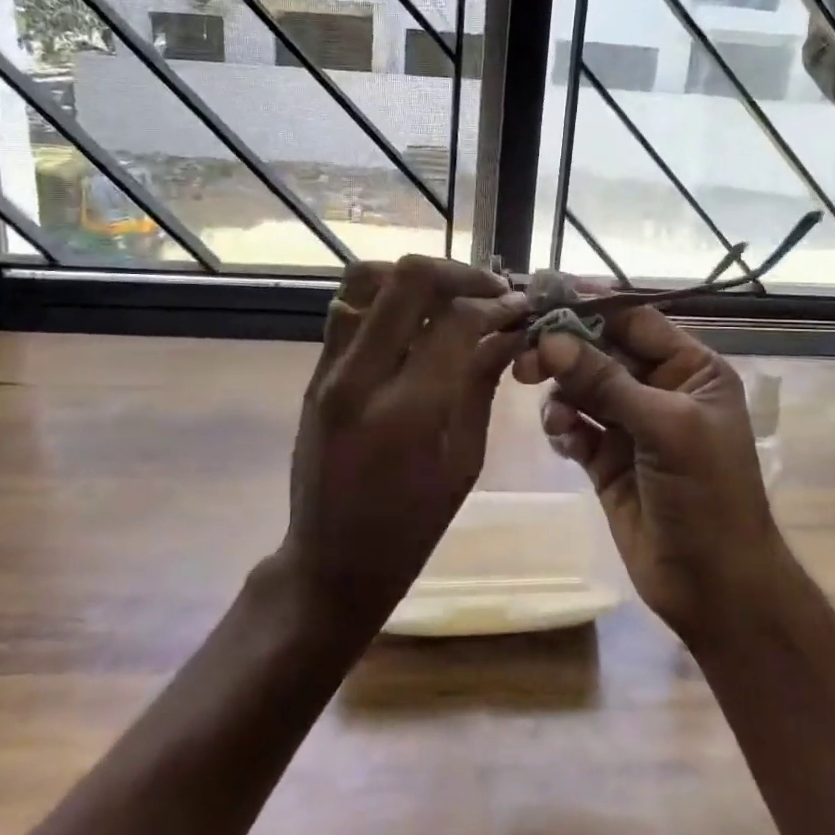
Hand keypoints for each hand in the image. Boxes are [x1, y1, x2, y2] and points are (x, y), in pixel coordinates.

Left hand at [280, 255, 526, 627]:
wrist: (331, 561)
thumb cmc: (412, 526)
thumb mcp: (463, 459)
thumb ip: (482, 383)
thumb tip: (510, 332)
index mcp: (407, 410)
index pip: (456, 321)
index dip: (494, 304)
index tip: (519, 306)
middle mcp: (361, 376)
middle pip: (407, 280)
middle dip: (459, 273)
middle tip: (490, 289)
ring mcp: (330, 369)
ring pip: (367, 279)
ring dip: (416, 278)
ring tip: (451, 296)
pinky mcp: (316, 371)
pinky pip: (348, 306)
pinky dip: (386, 296)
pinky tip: (415, 317)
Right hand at [514, 297, 788, 638]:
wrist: (714, 585)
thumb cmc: (706, 494)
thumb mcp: (665, 428)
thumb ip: (606, 382)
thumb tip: (550, 340)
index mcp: (690, 369)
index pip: (634, 319)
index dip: (590, 304)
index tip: (542, 292)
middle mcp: (659, 388)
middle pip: (599, 350)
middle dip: (564, 351)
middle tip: (525, 358)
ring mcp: (630, 424)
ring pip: (580, 387)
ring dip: (561, 394)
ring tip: (556, 417)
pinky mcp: (605, 457)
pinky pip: (573, 424)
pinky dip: (562, 426)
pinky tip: (564, 440)